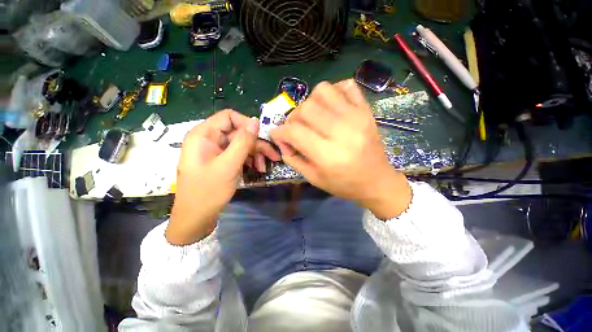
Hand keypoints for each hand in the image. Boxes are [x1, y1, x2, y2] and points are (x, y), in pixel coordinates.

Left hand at [166, 110, 280, 244]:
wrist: (196, 217)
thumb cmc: (208, 191)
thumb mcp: (229, 165)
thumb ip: (243, 141)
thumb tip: (256, 121)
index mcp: (204, 134)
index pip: (229, 117)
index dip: (247, 124)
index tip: (262, 137)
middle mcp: (209, 139)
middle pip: (238, 132)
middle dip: (256, 144)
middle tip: (273, 157)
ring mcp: (215, 150)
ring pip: (240, 144)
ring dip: (254, 154)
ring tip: (263, 168)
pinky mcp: (220, 160)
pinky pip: (238, 154)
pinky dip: (248, 160)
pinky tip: (257, 169)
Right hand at [270, 80, 410, 219]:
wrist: (376, 181)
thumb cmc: (343, 184)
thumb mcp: (313, 178)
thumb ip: (293, 159)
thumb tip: (282, 140)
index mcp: (328, 155)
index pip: (294, 132)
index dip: (280, 132)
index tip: (278, 135)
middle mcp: (342, 132)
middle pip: (306, 109)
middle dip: (294, 118)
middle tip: (297, 128)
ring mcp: (356, 117)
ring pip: (322, 91)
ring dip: (311, 102)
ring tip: (314, 117)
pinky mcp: (366, 110)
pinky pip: (346, 85)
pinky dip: (334, 92)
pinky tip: (331, 107)